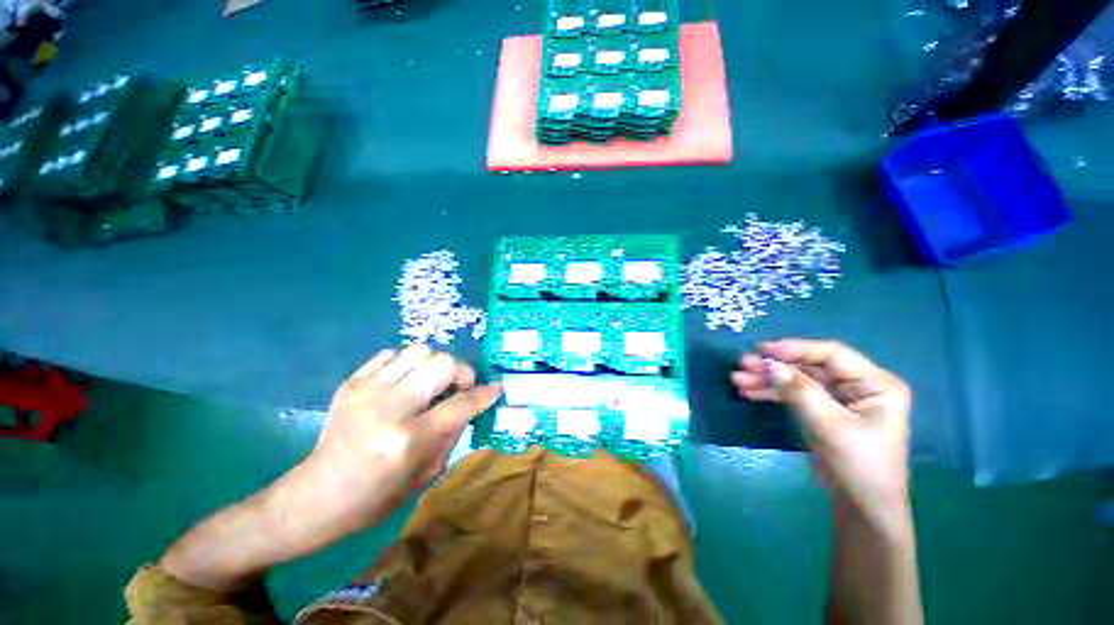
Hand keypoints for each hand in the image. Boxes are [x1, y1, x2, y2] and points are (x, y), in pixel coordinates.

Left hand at [293, 344, 500, 538]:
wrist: (317, 495)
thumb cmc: (378, 496)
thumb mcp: (427, 473)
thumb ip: (454, 432)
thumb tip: (472, 402)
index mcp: (409, 439)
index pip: (461, 404)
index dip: (485, 394)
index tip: (494, 389)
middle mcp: (390, 408)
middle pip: (443, 362)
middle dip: (461, 372)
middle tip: (458, 387)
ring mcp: (367, 390)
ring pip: (420, 350)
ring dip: (434, 365)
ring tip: (430, 383)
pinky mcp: (351, 382)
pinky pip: (392, 354)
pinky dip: (406, 364)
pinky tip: (403, 383)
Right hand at [732, 339, 912, 536]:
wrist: (862, 507)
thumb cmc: (859, 466)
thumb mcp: (831, 427)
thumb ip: (801, 392)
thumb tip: (771, 364)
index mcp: (875, 384)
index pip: (832, 354)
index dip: (796, 349)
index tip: (763, 349)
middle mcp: (857, 386)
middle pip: (810, 367)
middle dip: (775, 366)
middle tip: (743, 365)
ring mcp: (838, 399)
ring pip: (798, 380)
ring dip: (768, 380)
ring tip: (738, 380)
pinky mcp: (823, 411)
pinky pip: (794, 395)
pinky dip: (772, 393)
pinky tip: (749, 392)